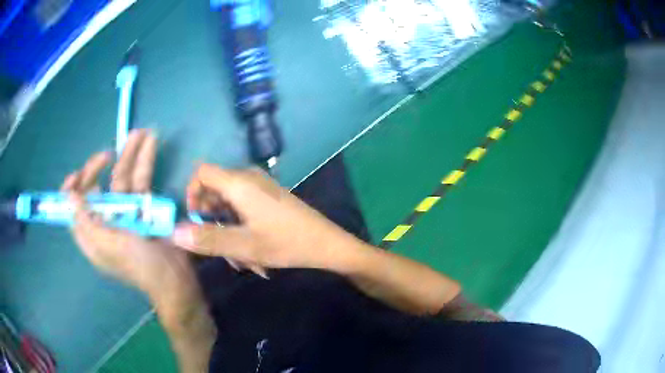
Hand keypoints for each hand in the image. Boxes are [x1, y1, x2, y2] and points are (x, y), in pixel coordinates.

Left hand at [62, 129, 189, 293]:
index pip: (73, 208)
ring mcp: (124, 213)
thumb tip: (69, 196)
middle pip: (96, 188)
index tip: (78, 175)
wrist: (174, 277)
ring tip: (141, 132)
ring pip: (121, 179)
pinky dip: (145, 162)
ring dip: (129, 154)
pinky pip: (140, 181)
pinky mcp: (143, 207)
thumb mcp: (108, 245)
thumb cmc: (138, 265)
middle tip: (107, 153)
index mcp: (91, 234)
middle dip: (99, 168)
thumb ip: (86, 221)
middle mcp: (104, 221)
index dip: (72, 189)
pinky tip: (151, 143)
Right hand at [171, 164, 363, 271]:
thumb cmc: (286, 242)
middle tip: (221, 251)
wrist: (326, 244)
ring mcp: (259, 189)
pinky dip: (241, 230)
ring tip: (242, 260)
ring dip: (229, 232)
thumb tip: (174, 232)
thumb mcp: (244, 245)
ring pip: (229, 206)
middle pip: (214, 192)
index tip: (195, 221)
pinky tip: (253, 255)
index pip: (202, 173)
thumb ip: (207, 238)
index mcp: (239, 183)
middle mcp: (247, 179)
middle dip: (212, 222)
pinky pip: (243, 210)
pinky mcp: (267, 199)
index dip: (192, 194)